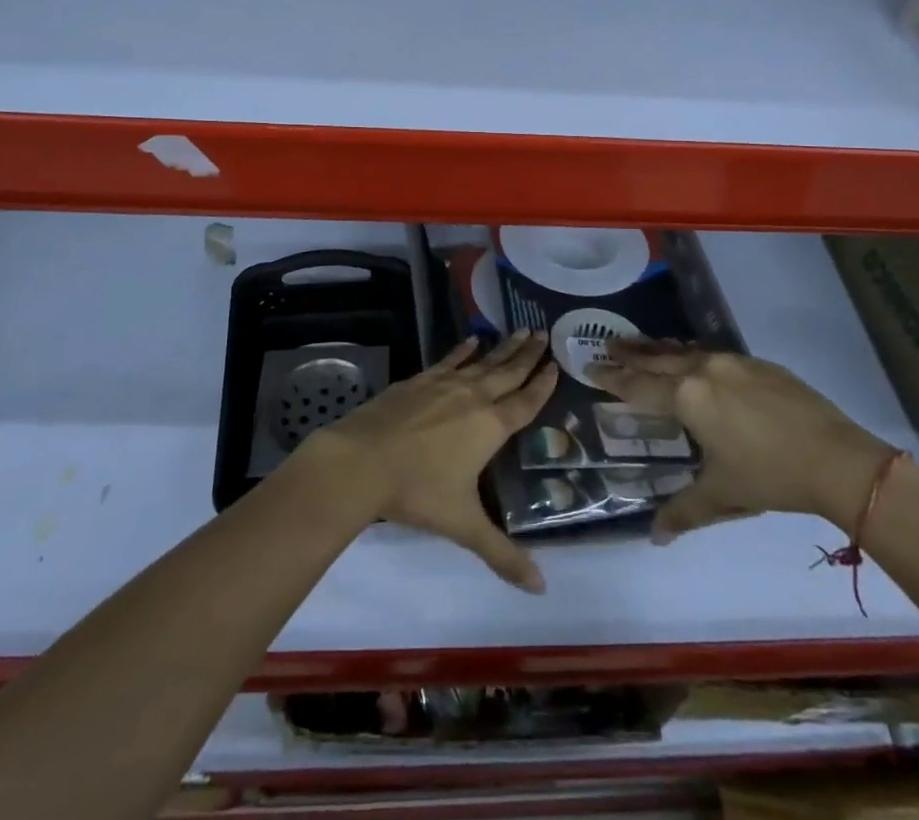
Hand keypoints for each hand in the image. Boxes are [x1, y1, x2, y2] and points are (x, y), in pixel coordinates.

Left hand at [298, 331, 556, 592]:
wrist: (362, 460)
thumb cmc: (418, 491)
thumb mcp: (464, 525)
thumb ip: (502, 554)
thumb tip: (541, 588)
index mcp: (490, 426)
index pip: (525, 402)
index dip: (542, 384)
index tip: (556, 363)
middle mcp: (473, 397)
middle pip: (508, 372)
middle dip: (527, 355)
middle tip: (544, 333)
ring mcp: (444, 385)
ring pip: (482, 362)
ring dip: (502, 347)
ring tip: (521, 329)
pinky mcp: (419, 381)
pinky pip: (449, 360)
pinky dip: (463, 350)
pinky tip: (472, 341)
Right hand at [591, 342, 892, 542]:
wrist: (837, 459)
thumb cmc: (769, 476)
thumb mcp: (721, 496)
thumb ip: (683, 512)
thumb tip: (654, 537)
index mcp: (687, 397)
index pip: (638, 385)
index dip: (612, 378)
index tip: (590, 367)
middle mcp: (704, 369)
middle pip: (657, 358)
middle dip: (630, 353)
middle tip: (608, 346)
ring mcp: (734, 362)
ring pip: (685, 349)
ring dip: (659, 349)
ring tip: (642, 346)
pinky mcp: (760, 364)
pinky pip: (712, 352)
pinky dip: (691, 353)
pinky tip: (694, 358)